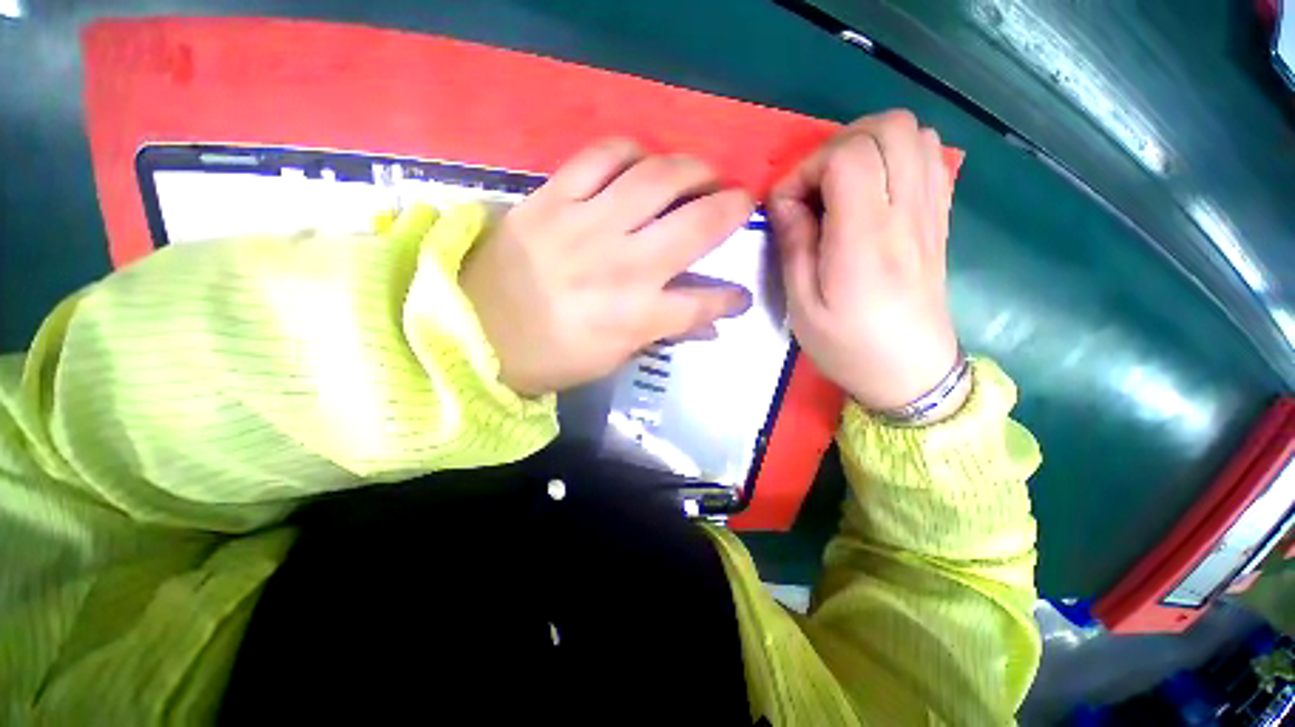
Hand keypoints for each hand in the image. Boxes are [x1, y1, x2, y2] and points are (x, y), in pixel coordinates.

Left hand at [462, 139, 753, 397]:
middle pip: (697, 225)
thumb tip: (707, 327)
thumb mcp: (610, 360)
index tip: (740, 295)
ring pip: (657, 179)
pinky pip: (601, 156)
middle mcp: (623, 266)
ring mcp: (587, 225)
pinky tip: (641, 162)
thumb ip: (661, 336)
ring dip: (693, 170)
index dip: (730, 299)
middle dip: (732, 209)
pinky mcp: (552, 199)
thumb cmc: (547, 358)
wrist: (470, 331)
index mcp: (636, 316)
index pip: (703, 304)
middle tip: (741, 203)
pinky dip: (631, 152)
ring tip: (703, 174)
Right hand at [769, 111, 959, 411]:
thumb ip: (793, 246)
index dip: (807, 169)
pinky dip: (897, 157)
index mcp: (866, 239)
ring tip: (841, 187)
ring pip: (913, 133)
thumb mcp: (802, 306)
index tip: (787, 206)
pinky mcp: (939, 218)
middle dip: (838, 146)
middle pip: (888, 127)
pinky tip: (873, 191)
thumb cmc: (848, 346)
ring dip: (868, 146)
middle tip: (814, 189)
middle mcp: (906, 213)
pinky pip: (929, 158)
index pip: (847, 157)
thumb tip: (785, 202)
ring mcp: (930, 212)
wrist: (911, 372)